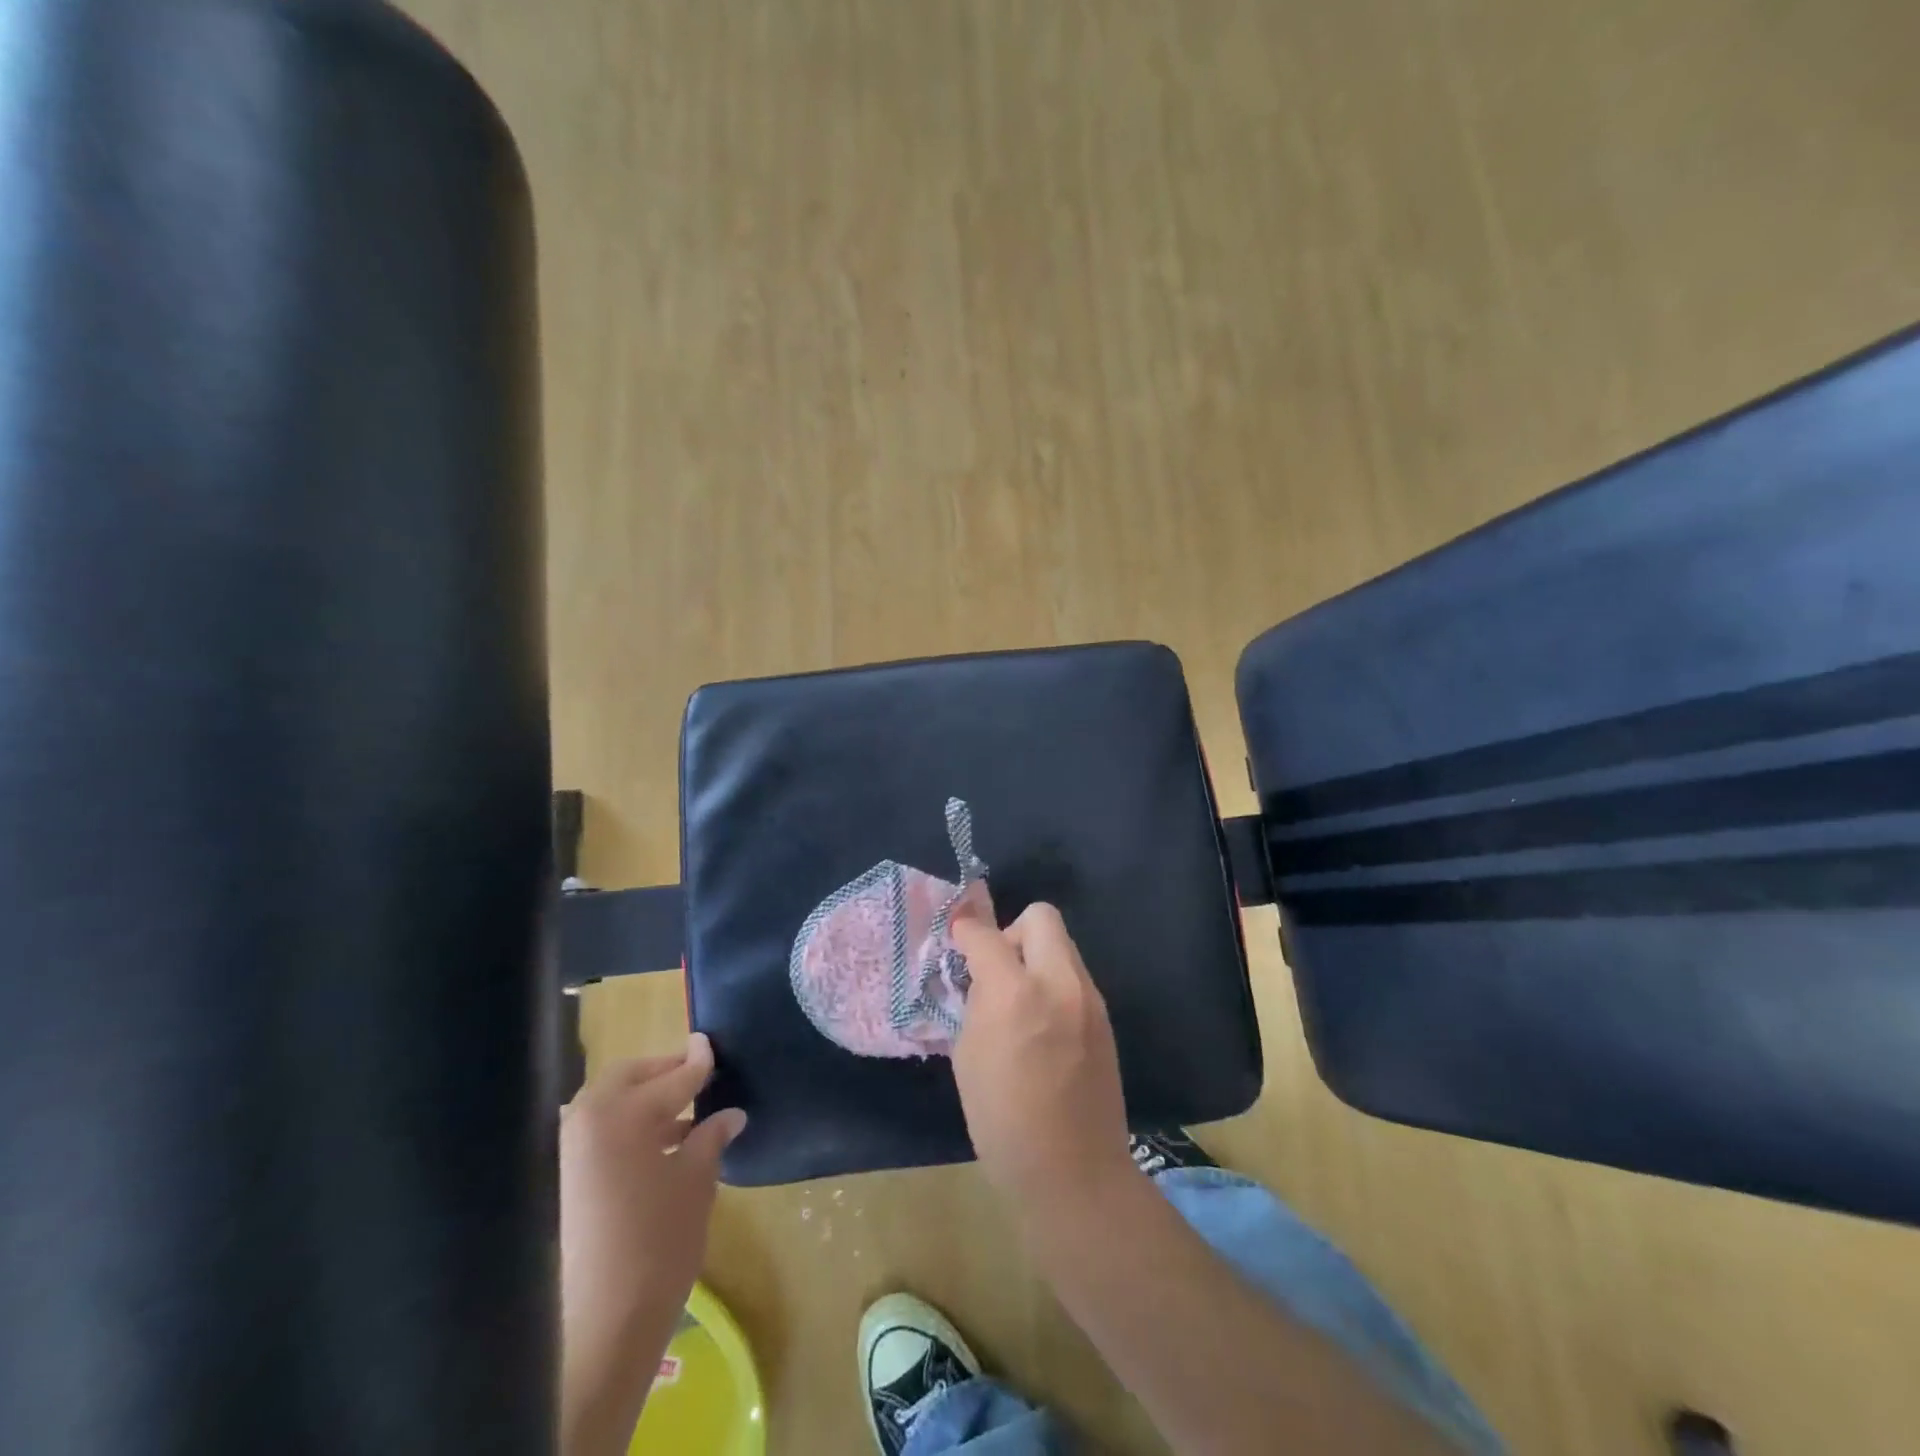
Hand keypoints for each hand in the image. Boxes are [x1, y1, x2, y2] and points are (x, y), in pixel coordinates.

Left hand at [559, 1035, 746, 1455]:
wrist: (603, 1323)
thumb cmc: (658, 1241)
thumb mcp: (695, 1181)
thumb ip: (710, 1137)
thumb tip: (730, 1113)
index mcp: (622, 1113)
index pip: (672, 1077)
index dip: (698, 1061)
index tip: (712, 1042)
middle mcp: (587, 1121)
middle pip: (629, 1077)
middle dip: (664, 1071)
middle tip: (697, 1074)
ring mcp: (570, 1151)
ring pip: (612, 1103)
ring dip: (646, 1099)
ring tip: (686, 1114)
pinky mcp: (566, 1179)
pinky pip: (601, 1131)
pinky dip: (630, 1126)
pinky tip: (663, 1145)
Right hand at [951, 904, 1135, 1218]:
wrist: (1073, 1173)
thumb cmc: (1002, 1121)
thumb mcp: (968, 1056)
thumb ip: (977, 1002)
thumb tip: (981, 976)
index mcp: (1015, 994)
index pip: (986, 935)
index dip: (966, 930)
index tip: (957, 936)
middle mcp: (1059, 983)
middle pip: (1041, 917)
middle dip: (1012, 931)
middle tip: (997, 971)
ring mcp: (1089, 998)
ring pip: (1062, 945)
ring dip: (1035, 957)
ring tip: (1019, 1002)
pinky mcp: (1104, 1017)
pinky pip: (1074, 976)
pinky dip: (1053, 983)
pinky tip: (1042, 1025)